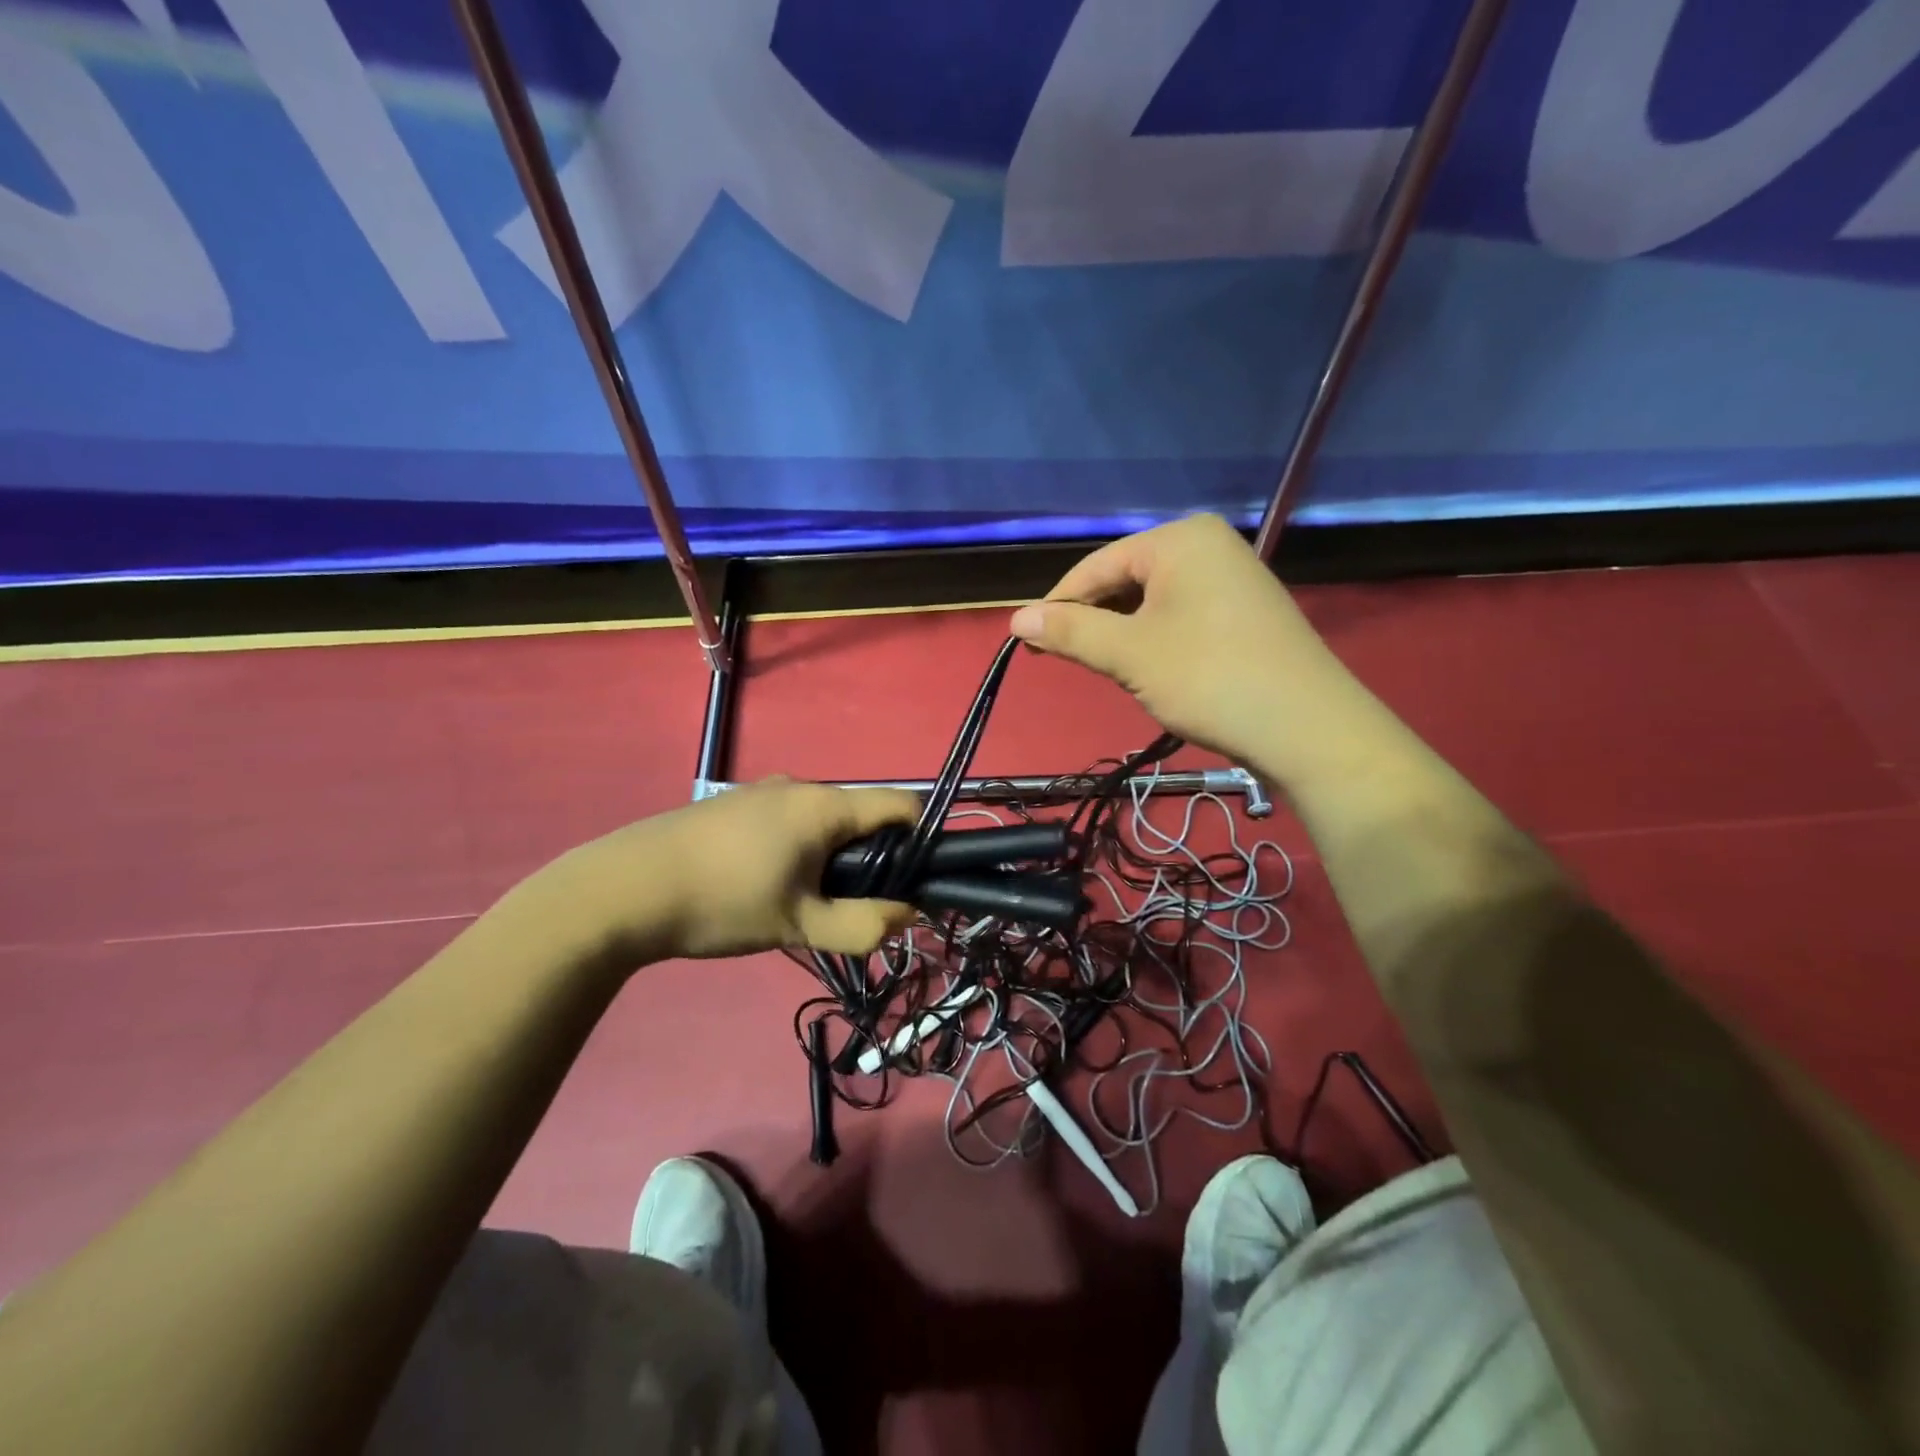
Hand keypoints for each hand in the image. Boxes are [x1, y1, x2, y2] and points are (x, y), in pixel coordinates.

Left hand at [538, 778, 920, 963]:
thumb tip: (907, 913)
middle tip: (845, 907)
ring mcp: (761, 791)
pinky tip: (760, 885)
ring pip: (821, 822)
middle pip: (860, 816)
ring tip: (799, 903)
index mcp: (825, 805)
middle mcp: (799, 786)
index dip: (920, 841)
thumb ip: (863, 925)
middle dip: (868, 859)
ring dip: (828, 858)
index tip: (908, 884)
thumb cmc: (724, 902)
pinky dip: (796, 849)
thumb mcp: (801, 925)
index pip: (901, 805)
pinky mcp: (733, 805)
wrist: (624, 890)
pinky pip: (787, 822)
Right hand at [1009, 514, 1377, 792]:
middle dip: (1091, 619)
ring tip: (1100, 666)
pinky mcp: (1245, 613)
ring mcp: (1232, 578)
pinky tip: (1145, 667)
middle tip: (1060, 657)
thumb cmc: (1210, 678)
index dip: (1057, 603)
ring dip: (1120, 632)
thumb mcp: (1130, 654)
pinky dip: (1153, 639)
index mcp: (1181, 539)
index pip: (1097, 565)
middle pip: (1125, 580)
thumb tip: (1016, 619)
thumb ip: (1071, 631)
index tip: (1025, 641)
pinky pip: (1180, 615)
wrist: (1308, 728)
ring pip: (1152, 601)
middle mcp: (1209, 546)